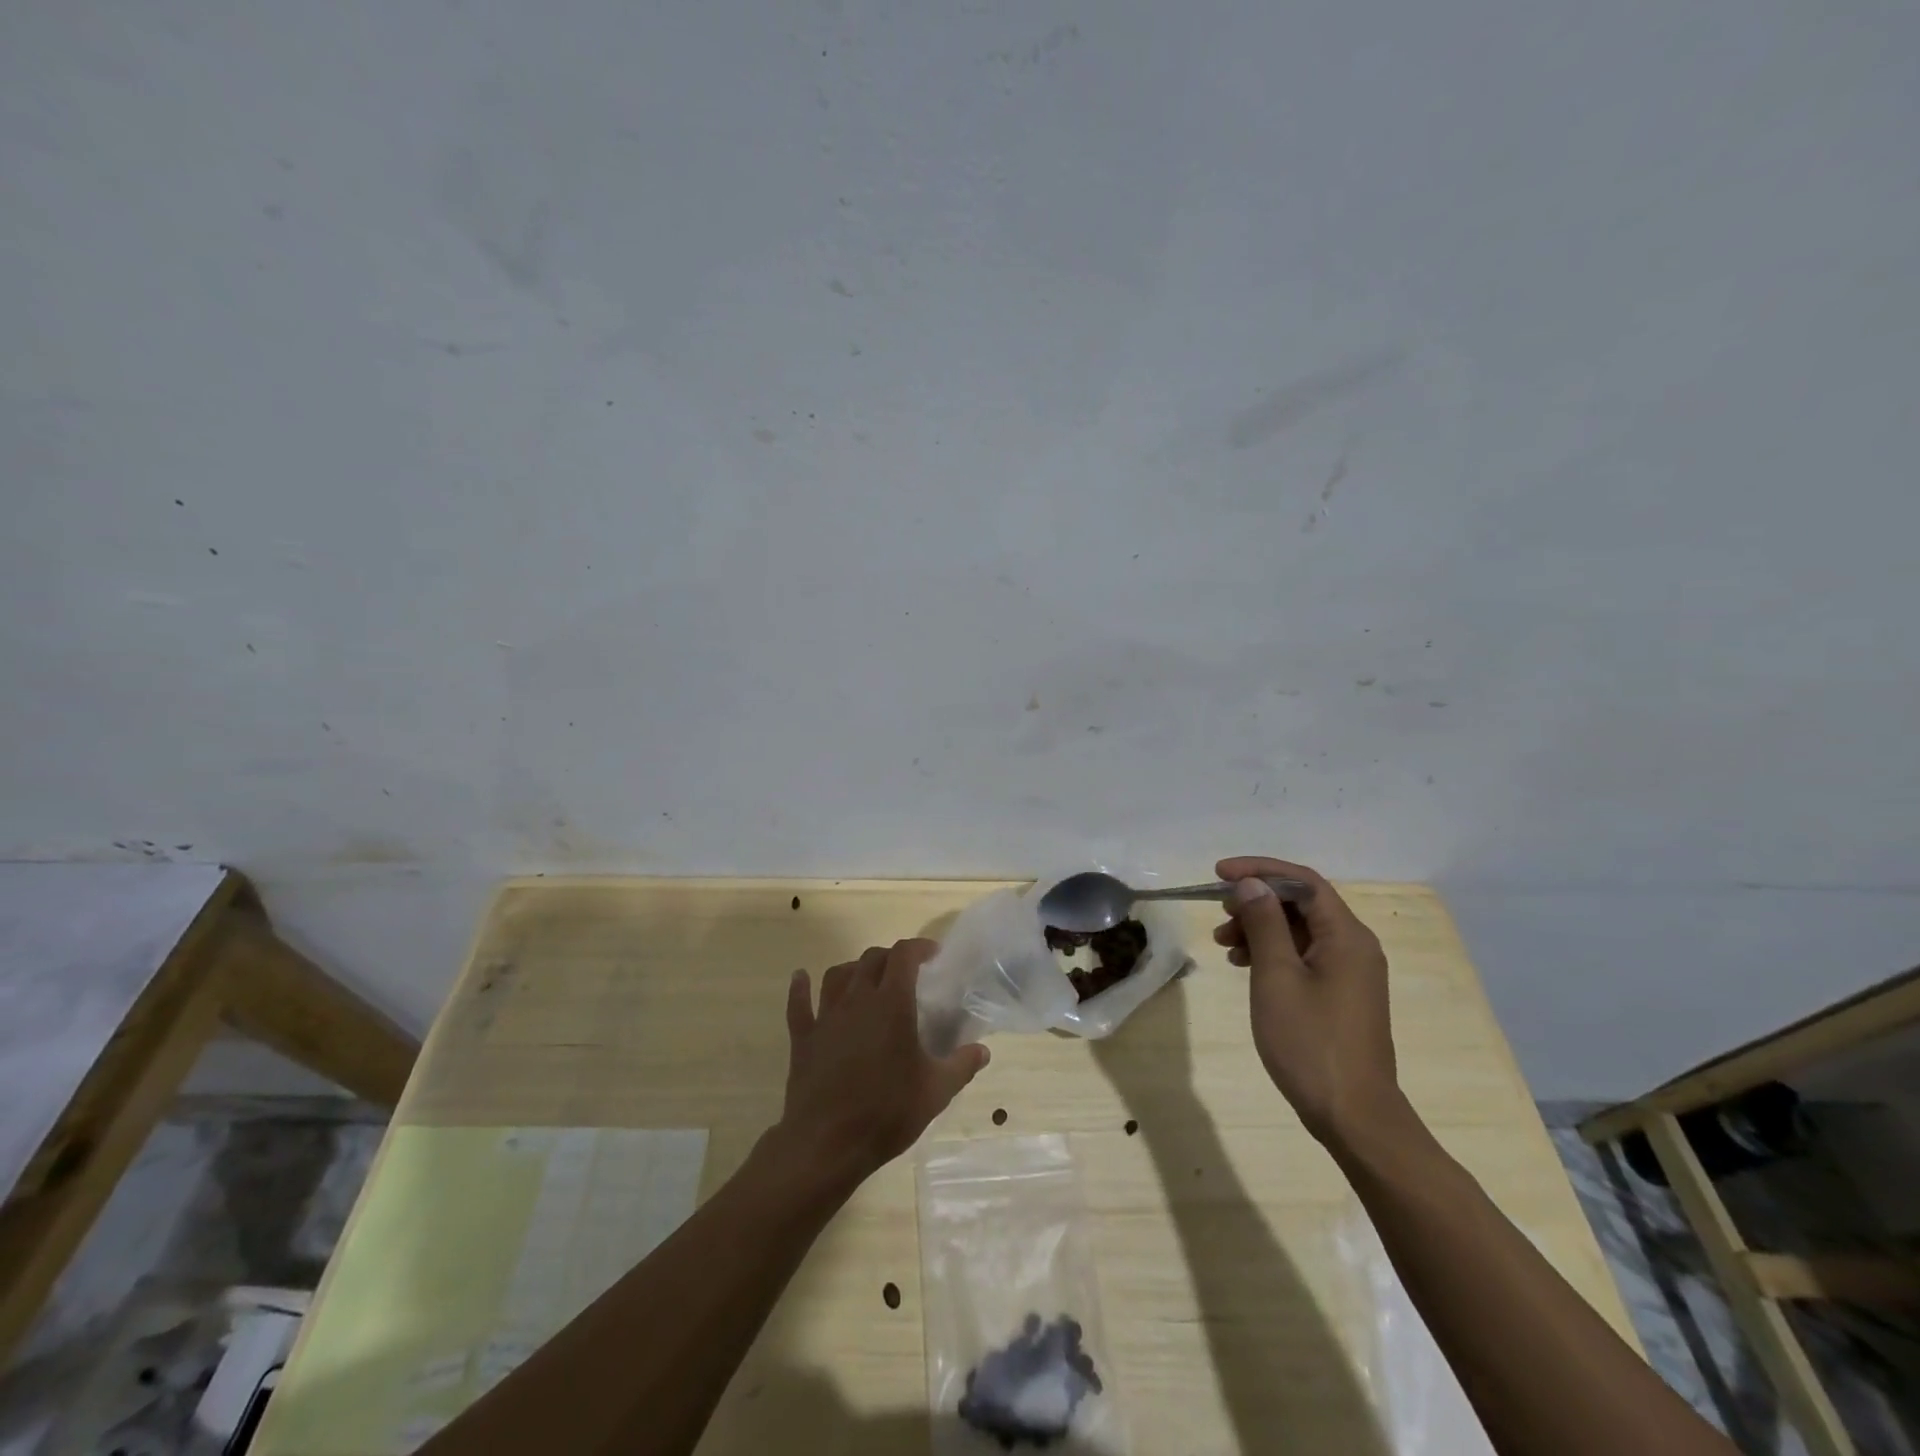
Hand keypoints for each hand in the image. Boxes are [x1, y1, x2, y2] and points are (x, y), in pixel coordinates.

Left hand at [775, 939, 989, 1186]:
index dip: (918, 948)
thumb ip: (962, 1066)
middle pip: (871, 960)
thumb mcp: (936, 1092)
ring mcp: (826, 1017)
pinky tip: (801, 978)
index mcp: (891, 1004)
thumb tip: (982, 1051)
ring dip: (853, 969)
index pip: (903, 956)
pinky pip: (799, 1004)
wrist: (826, 1144)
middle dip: (890, 957)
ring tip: (865, 978)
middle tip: (905, 972)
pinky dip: (800, 988)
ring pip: (837, 974)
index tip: (932, 955)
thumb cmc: (886, 1112)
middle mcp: (857, 1000)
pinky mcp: (803, 1038)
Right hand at [1213, 857, 1402, 1147]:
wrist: (1354, 1117)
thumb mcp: (1277, 977)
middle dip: (1256, 901)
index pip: (1302, 882)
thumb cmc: (1311, 1043)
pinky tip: (1244, 966)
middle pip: (1301, 903)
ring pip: (1299, 930)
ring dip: (1260, 927)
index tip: (1218, 874)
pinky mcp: (1341, 994)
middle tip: (1219, 913)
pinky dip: (1272, 951)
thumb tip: (1251, 884)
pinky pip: (1304, 955)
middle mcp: (1354, 946)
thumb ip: (1264, 924)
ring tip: (1223, 945)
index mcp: (1346, 936)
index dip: (1259, 870)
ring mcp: (1350, 972)